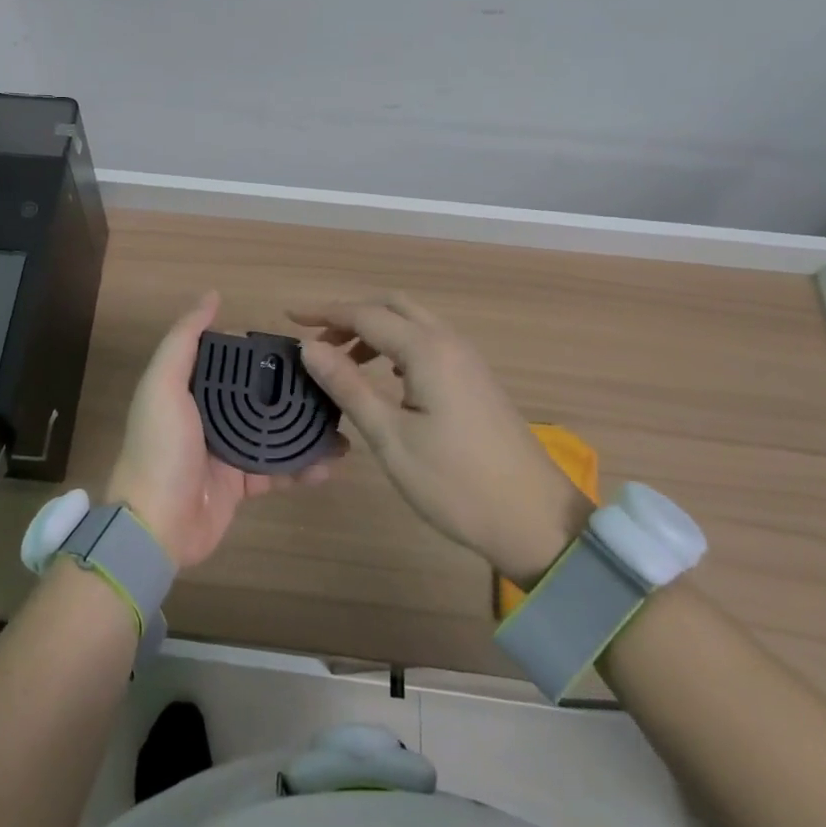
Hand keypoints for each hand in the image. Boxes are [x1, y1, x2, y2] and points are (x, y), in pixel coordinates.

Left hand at [107, 291, 338, 568]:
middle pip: (259, 395)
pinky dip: (304, 467)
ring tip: (341, 422)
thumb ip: (184, 339)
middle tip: (333, 383)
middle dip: (293, 390)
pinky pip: (279, 470)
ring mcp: (228, 451)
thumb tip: (212, 296)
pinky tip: (330, 462)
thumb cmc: (160, 447)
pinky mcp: (242, 485)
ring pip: (274, 432)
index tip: (303, 345)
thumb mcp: (163, 384)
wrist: (155, 525)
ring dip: (305, 428)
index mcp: (190, 388)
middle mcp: (210, 415)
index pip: (233, 361)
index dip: (264, 352)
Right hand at [293, 292, 591, 583]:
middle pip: (392, 305)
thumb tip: (309, 347)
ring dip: (375, 329)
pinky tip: (386, 375)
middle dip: (351, 314)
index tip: (289, 318)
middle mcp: (449, 342)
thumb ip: (348, 386)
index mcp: (427, 350)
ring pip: (413, 322)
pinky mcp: (476, 379)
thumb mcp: (390, 437)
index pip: (365, 314)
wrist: (535, 521)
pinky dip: (398, 344)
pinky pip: (429, 342)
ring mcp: (467, 360)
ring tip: (343, 359)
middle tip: (317, 340)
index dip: (324, 312)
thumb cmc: (455, 483)